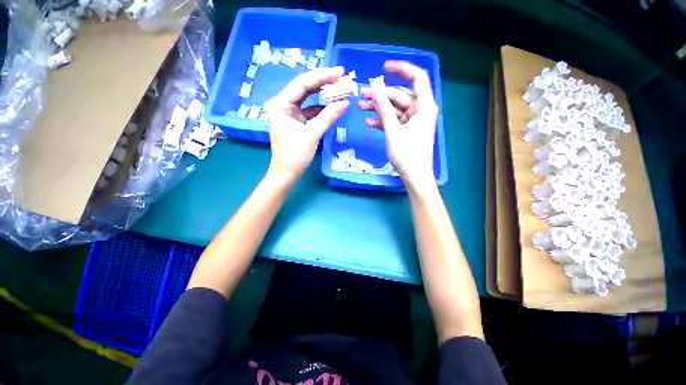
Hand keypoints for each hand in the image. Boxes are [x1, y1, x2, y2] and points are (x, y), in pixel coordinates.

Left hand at [265, 67, 349, 181]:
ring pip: (307, 98)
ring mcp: (289, 113)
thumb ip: (328, 117)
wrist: (286, 173)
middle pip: (304, 88)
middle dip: (323, 82)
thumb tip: (345, 103)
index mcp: (280, 104)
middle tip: (342, 76)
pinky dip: (320, 108)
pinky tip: (331, 106)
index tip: (340, 71)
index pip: (302, 83)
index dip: (322, 76)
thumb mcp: (312, 134)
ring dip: (323, 94)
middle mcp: (282, 104)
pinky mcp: (295, 122)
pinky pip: (309, 110)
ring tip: (339, 88)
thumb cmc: (295, 155)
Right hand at [358, 61, 438, 189]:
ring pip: (394, 109)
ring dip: (378, 108)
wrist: (415, 177)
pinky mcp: (406, 131)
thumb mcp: (393, 132)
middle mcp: (420, 111)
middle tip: (362, 95)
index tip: (383, 68)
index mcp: (424, 107)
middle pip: (399, 95)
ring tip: (361, 108)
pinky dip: (383, 121)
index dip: (402, 69)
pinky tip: (369, 122)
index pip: (417, 78)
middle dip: (380, 95)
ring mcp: (413, 121)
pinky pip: (394, 121)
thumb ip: (384, 110)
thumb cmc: (407, 156)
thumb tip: (375, 89)